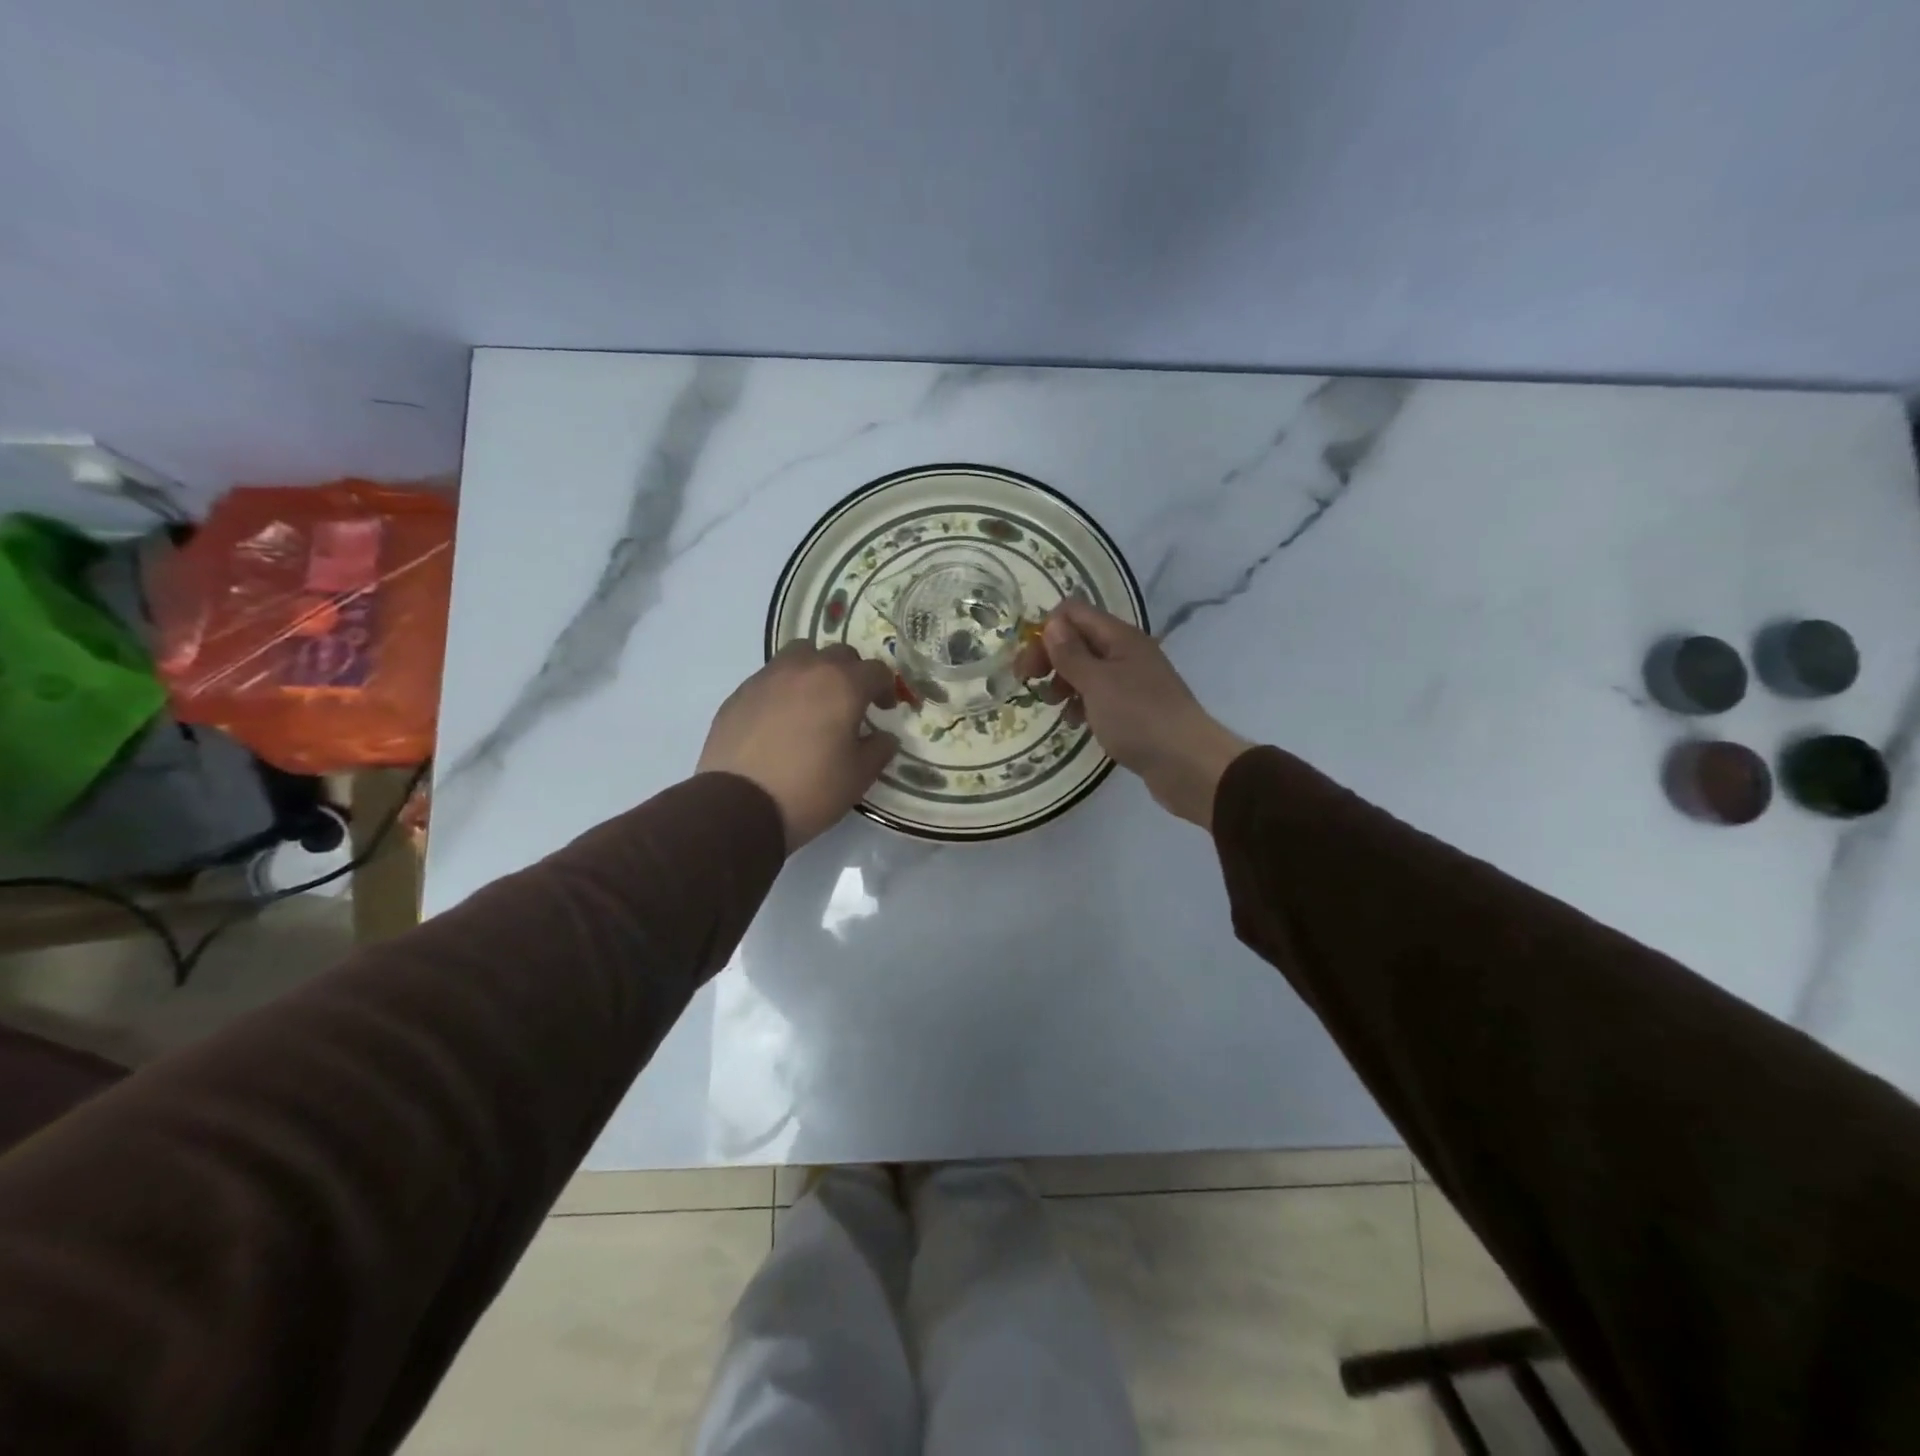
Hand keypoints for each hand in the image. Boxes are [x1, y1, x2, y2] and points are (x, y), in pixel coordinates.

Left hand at [698, 643, 899, 850]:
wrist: (738, 805)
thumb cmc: (810, 790)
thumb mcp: (858, 777)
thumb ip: (878, 750)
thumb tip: (885, 737)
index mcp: (842, 685)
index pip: (876, 670)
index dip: (886, 688)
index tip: (884, 709)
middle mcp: (807, 669)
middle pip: (839, 654)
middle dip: (852, 673)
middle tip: (852, 704)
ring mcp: (769, 677)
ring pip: (800, 655)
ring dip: (815, 670)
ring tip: (814, 701)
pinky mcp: (740, 693)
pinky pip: (770, 677)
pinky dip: (784, 688)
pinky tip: (781, 719)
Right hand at [1019, 600, 1250, 828]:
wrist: (1187, 763)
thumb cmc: (1138, 718)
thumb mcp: (1097, 683)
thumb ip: (1071, 653)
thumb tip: (1052, 623)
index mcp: (1120, 637)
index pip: (1073, 613)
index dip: (1046, 632)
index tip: (1029, 665)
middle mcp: (1127, 652)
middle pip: (1078, 640)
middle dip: (1051, 658)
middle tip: (1030, 684)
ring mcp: (1132, 681)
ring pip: (1087, 669)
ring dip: (1064, 682)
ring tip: (1055, 706)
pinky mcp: (1134, 708)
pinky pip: (1100, 696)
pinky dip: (1082, 704)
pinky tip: (1076, 723)